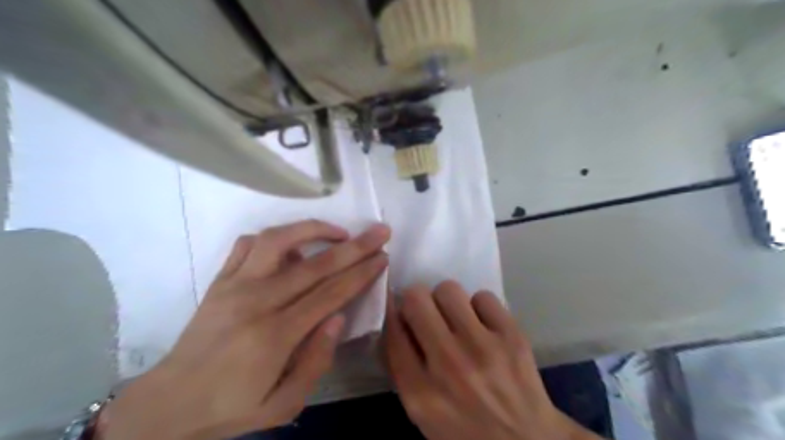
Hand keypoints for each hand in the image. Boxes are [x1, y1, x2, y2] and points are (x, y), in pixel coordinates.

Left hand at [100, 221, 390, 437]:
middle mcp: (257, 302)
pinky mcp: (220, 280)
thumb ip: (316, 362)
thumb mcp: (283, 404)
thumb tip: (338, 317)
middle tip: (379, 232)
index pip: (330, 293)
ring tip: (338, 232)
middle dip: (354, 246)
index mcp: (276, 335)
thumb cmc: (232, 406)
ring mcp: (234, 285)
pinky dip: (276, 236)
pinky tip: (293, 245)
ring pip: (278, 240)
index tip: (383, 257)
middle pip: (315, 264)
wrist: (169, 403)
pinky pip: (248, 244)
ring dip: (313, 228)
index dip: (361, 272)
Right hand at [384, 282, 602, 439]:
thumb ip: (403, 369)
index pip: (391, 330)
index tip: (395, 304)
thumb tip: (396, 320)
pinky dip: (479, 307)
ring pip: (448, 290)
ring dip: (447, 301)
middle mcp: (448, 364)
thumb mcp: (422, 413)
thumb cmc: (466, 429)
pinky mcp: (512, 336)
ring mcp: (483, 348)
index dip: (390, 309)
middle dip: (416, 301)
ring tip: (456, 318)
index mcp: (420, 391)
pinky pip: (483, 296)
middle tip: (427, 312)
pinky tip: (483, 326)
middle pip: (416, 299)